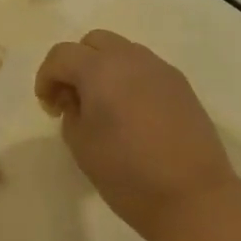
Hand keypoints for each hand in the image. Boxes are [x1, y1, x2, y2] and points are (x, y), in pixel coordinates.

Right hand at [35, 30, 238, 240]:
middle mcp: (131, 59)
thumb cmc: (127, 174)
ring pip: (122, 52)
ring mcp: (160, 69)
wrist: (193, 197)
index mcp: (100, 70)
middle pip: (93, 42)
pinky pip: (145, 69)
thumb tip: (77, 100)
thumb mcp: (81, 145)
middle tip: (73, 100)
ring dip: (104, 69)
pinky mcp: (181, 85)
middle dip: (76, 64)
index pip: (62, 55)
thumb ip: (71, 112)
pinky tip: (131, 114)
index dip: (46, 77)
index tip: (49, 108)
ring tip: (104, 107)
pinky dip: (129, 80)